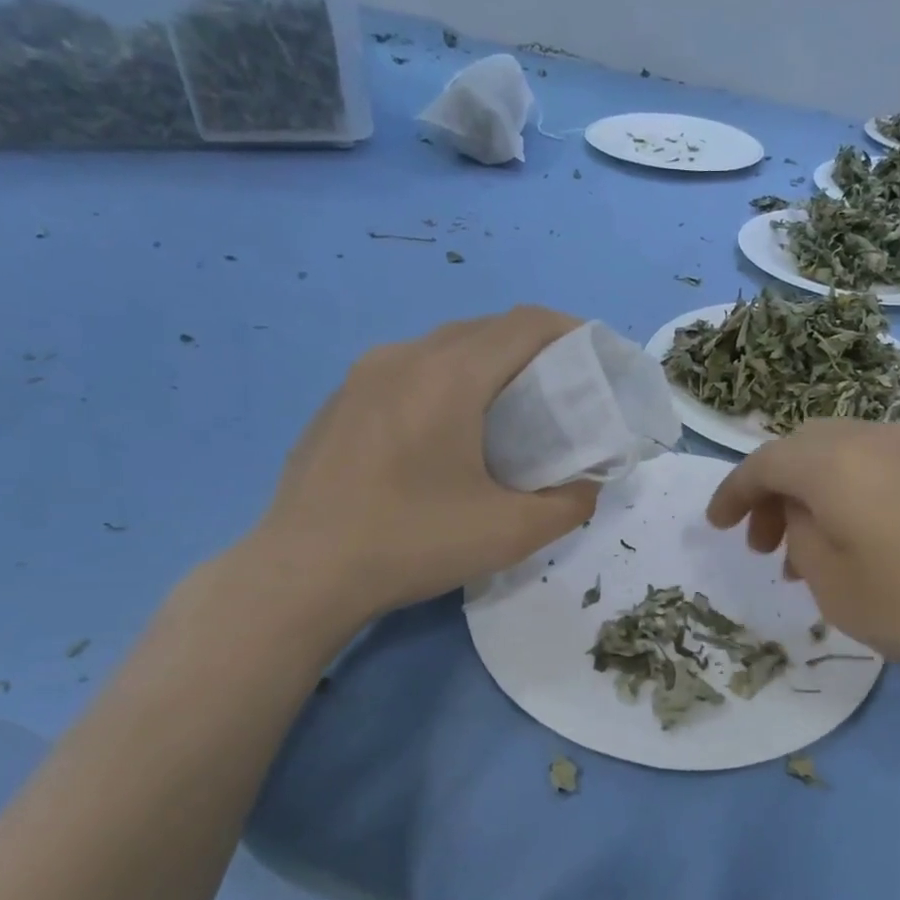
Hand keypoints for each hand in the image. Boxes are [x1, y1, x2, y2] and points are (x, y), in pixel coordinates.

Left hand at [230, 307, 598, 649]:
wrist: (301, 574)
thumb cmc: (412, 543)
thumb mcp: (511, 533)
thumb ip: (569, 504)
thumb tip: (586, 487)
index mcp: (449, 376)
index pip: (525, 325)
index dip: (570, 332)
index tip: (597, 359)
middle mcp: (404, 357)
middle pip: (485, 329)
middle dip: (533, 348)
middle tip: (562, 391)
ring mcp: (363, 375)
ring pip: (443, 347)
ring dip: (487, 364)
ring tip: (510, 409)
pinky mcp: (340, 400)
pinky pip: (408, 370)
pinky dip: (446, 381)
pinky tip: (447, 432)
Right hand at [706, 419, 899, 689]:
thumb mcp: (841, 591)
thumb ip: (804, 544)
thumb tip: (807, 520)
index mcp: (832, 463)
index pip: (763, 463)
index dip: (732, 492)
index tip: (714, 524)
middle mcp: (873, 437)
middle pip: (802, 450)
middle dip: (773, 494)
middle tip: (766, 547)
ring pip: (843, 457)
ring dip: (815, 495)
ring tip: (815, 553)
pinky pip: (881, 467)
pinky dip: (855, 495)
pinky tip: (869, 541)